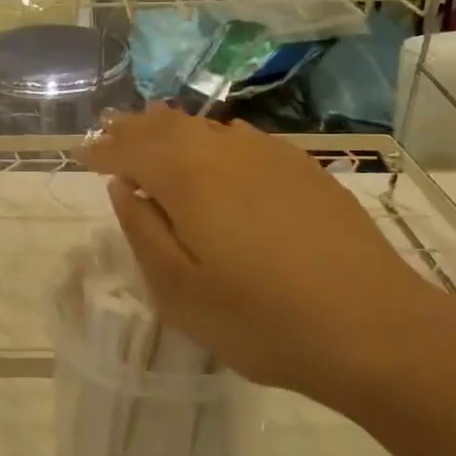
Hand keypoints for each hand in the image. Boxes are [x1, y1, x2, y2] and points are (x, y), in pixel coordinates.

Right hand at [80, 106, 455, 414]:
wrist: (374, 329)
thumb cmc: (261, 320)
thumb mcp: (179, 291)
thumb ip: (142, 232)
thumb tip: (122, 189)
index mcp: (187, 179)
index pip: (131, 150)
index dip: (103, 150)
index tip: (82, 154)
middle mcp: (225, 152)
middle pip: (168, 127)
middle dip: (133, 128)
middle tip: (110, 130)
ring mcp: (270, 157)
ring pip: (207, 127)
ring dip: (172, 127)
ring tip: (152, 126)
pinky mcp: (304, 170)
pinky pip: (243, 138)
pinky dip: (214, 136)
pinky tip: (217, 144)